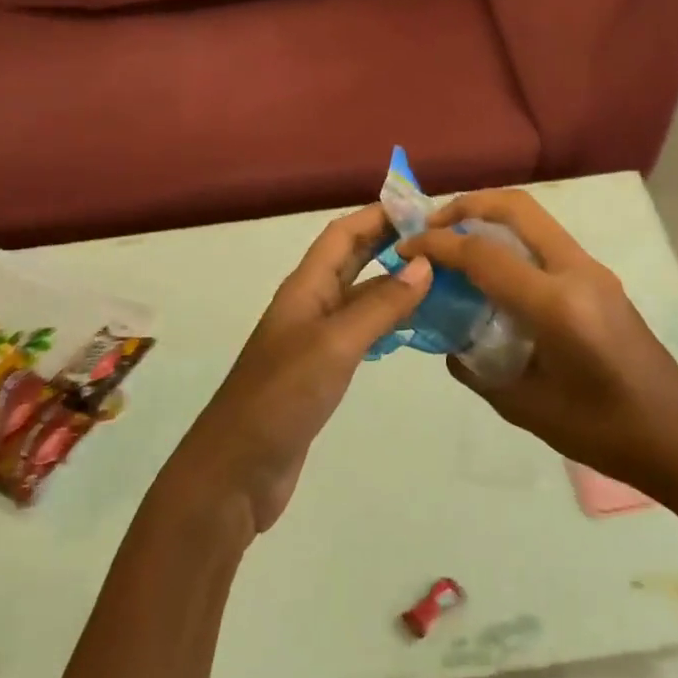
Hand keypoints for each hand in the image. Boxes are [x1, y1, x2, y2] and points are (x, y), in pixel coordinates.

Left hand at [165, 204, 431, 535]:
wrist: (238, 470)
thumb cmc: (282, 397)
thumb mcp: (335, 344)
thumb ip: (380, 305)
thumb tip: (424, 263)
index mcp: (305, 288)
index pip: (343, 234)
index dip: (378, 214)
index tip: (422, 207)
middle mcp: (309, 305)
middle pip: (351, 259)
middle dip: (389, 242)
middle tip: (439, 238)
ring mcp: (314, 339)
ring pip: (359, 296)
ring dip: (393, 281)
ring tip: (439, 277)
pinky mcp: (321, 371)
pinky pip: (360, 332)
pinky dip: (387, 321)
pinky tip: (414, 327)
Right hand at [398, 190, 677, 495]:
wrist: (676, 438)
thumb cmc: (601, 431)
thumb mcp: (524, 407)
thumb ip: (476, 369)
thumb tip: (448, 342)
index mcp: (556, 304)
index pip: (484, 254)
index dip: (437, 245)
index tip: (405, 248)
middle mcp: (577, 272)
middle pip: (516, 208)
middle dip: (466, 205)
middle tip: (431, 227)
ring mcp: (594, 271)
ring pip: (534, 219)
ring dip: (490, 218)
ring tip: (454, 243)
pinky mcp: (600, 280)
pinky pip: (547, 242)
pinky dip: (512, 239)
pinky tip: (492, 273)